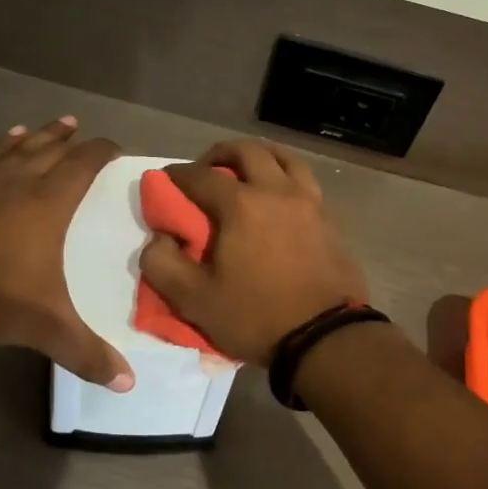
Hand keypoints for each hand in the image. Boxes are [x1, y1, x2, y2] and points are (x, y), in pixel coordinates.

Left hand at [0, 118, 135, 390]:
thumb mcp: (44, 325)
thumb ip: (85, 351)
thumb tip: (128, 384)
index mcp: (48, 201)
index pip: (83, 165)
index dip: (100, 152)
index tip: (113, 147)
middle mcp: (17, 180)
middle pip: (48, 148)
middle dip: (66, 138)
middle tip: (77, 126)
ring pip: (13, 148)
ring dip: (32, 136)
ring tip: (42, 127)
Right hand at [139, 139, 368, 367]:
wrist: (325, 338)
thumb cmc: (255, 316)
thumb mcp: (194, 300)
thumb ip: (162, 264)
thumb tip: (159, 237)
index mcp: (241, 205)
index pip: (201, 175)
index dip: (177, 175)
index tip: (165, 181)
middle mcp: (276, 191)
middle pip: (247, 150)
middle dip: (220, 153)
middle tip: (206, 170)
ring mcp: (308, 201)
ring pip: (284, 157)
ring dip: (259, 156)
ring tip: (245, 172)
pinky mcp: (328, 218)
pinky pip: (304, 179)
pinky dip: (285, 174)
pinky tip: (278, 195)